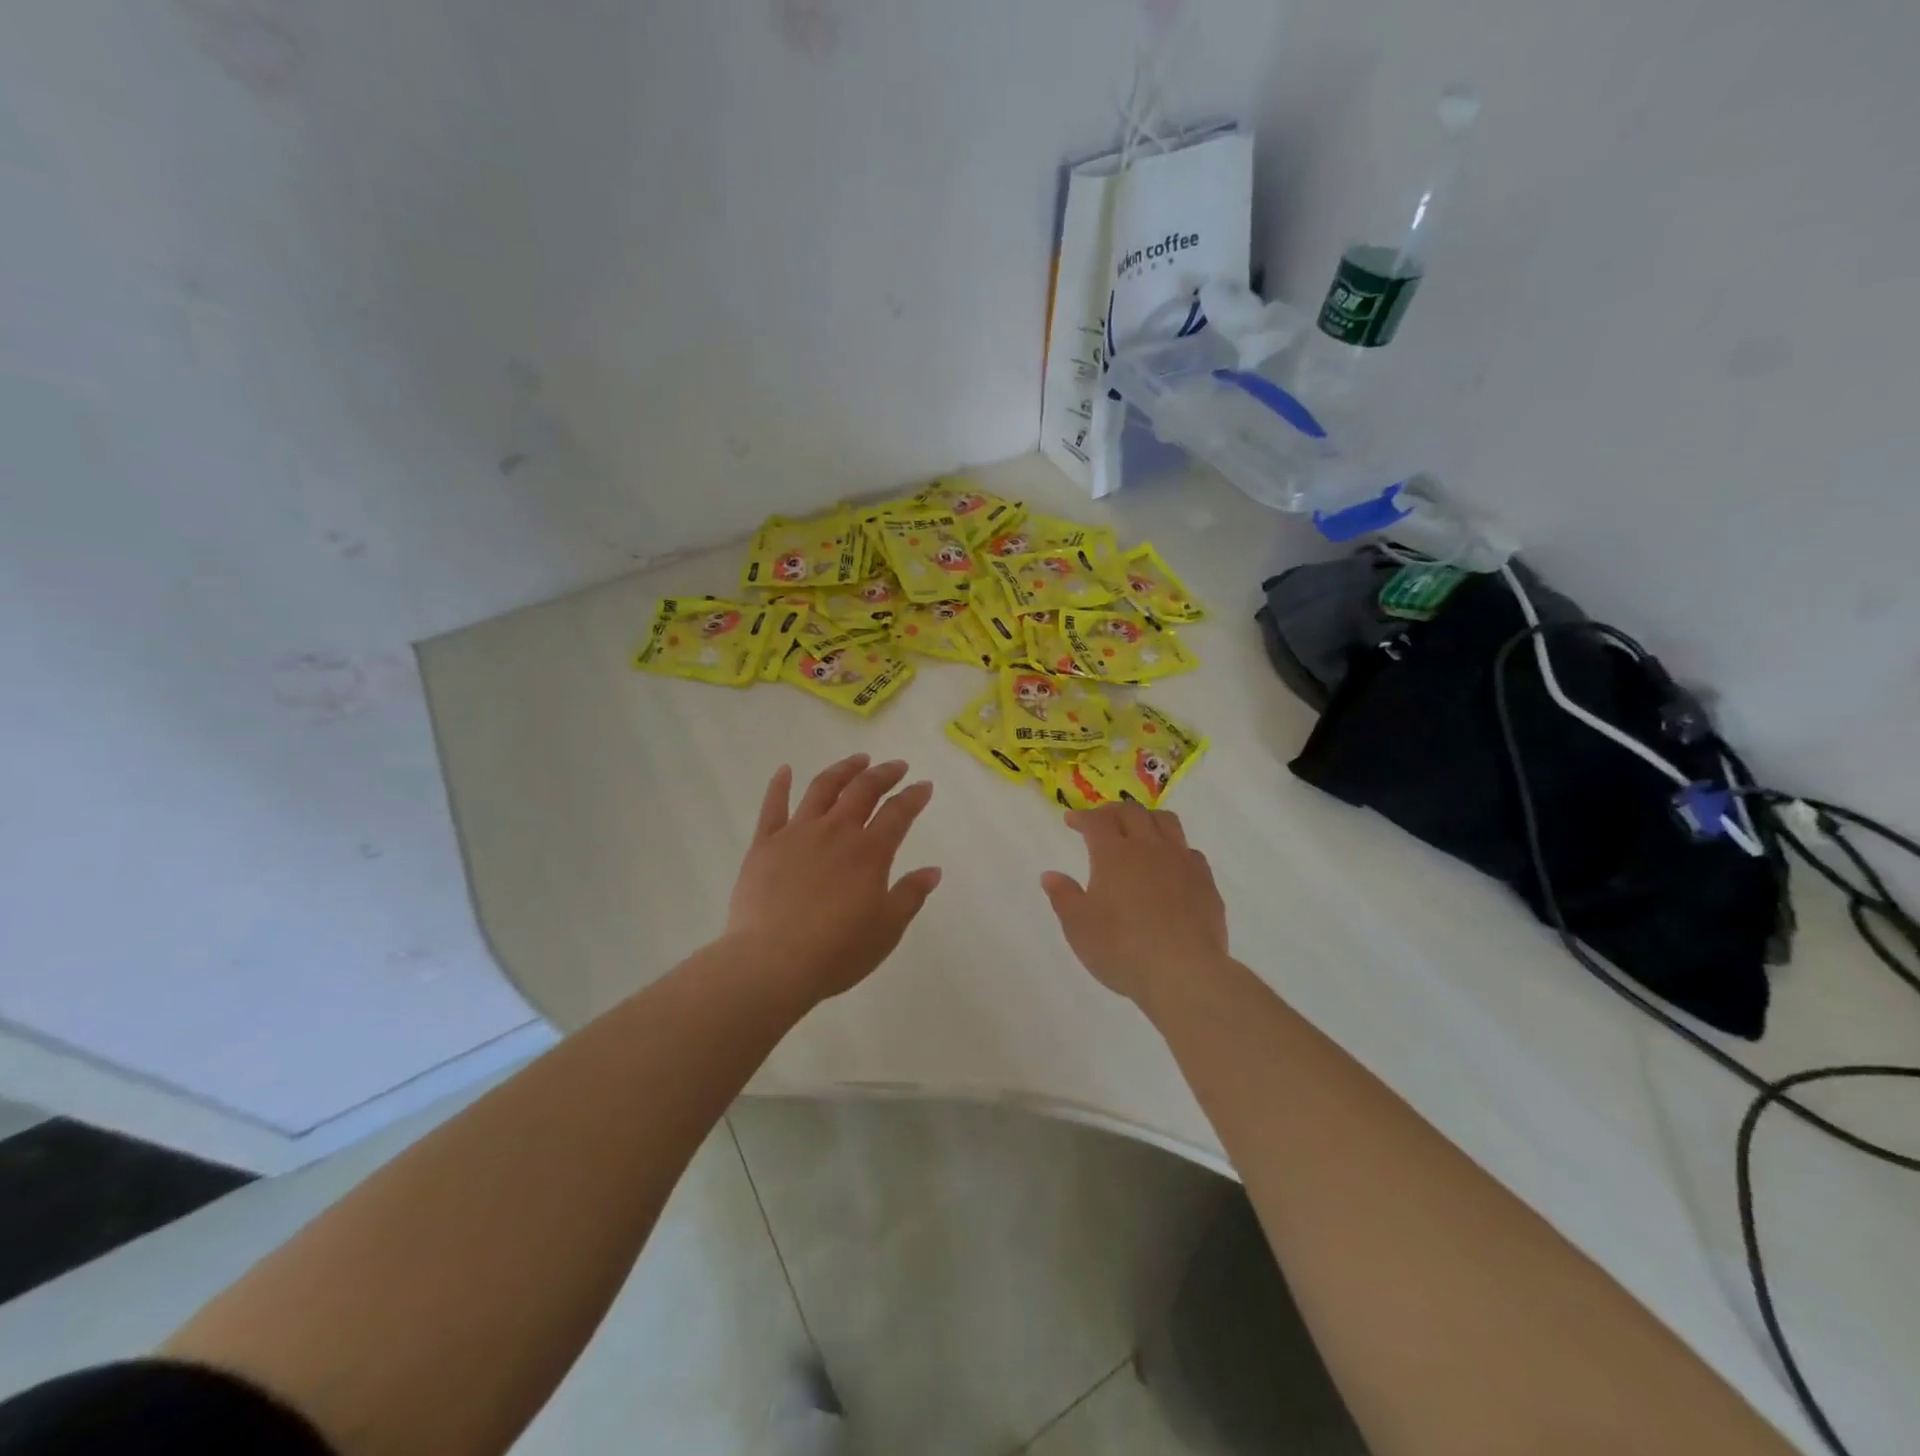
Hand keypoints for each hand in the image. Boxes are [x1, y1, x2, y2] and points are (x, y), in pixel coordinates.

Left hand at [722, 754, 941, 1001]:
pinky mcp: (765, 844)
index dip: (914, 796)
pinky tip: (784, 770)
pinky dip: (779, 785)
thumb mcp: (886, 929)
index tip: (924, 786)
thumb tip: (933, 870)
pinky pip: (772, 806)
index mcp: (869, 851)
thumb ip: (910, 895)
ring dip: (843, 770)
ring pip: (822, 788)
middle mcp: (836, 831)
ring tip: (857, 760)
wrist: (772, 962)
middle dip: (884, 774)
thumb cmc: (837, 951)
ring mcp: (797, 833)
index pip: (898, 813)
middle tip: (896, 766)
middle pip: (863, 790)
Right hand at [1041, 803, 1228, 1010]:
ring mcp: (1181, 861)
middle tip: (1102, 821)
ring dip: (1147, 819)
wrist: (1184, 972)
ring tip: (1139, 831)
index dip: (1082, 817)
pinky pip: (1189, 851)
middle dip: (1113, 811)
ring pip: (1166, 822)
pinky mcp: (1205, 881)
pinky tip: (1169, 866)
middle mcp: (1149, 847)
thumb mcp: (1079, 927)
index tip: (1071, 820)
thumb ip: (1063, 896)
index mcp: (1113, 854)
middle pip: (1132, 812)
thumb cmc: (1121, 949)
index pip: (1096, 821)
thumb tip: (1050, 875)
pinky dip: (1173, 849)